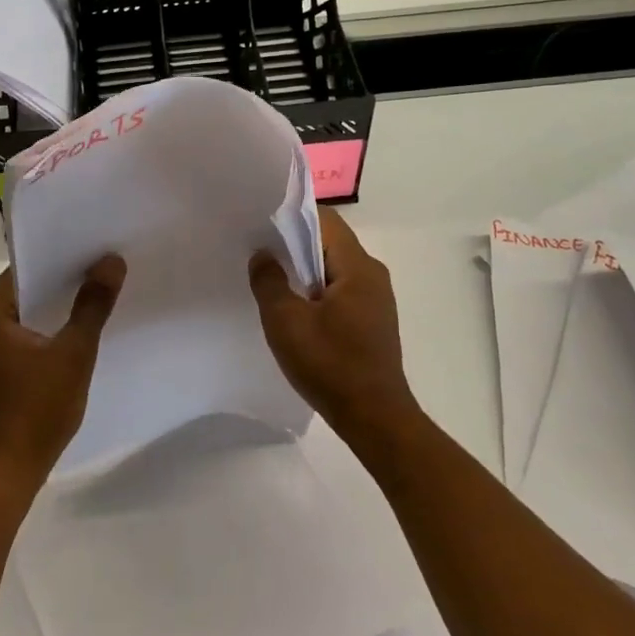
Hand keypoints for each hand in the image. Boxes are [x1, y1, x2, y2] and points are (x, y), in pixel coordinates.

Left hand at [0, 256, 125, 490]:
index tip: (97, 249)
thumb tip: (112, 261)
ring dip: (59, 305)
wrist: (8, 472)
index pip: (27, 268)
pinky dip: (49, 327)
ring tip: (101, 290)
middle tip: (107, 266)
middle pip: (27, 288)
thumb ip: (92, 305)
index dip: (63, 258)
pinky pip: (25, 332)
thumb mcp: (73, 353)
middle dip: (65, 280)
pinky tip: (80, 326)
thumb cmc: (36, 409)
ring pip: (28, 311)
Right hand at [249, 209, 419, 444]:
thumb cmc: (330, 365)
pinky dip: (316, 291)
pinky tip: (295, 309)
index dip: (292, 216)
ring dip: (304, 270)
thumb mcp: (286, 322)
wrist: (375, 419)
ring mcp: (376, 299)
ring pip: (334, 268)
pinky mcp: (373, 320)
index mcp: (358, 266)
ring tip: (271, 280)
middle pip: (329, 242)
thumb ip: (269, 282)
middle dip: (294, 244)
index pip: (325, 220)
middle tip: (259, 252)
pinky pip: (341, 290)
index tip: (262, 223)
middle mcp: (373, 274)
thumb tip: (262, 255)